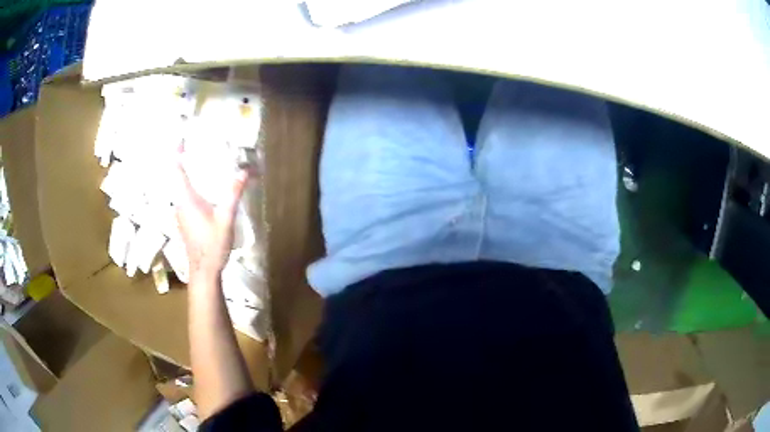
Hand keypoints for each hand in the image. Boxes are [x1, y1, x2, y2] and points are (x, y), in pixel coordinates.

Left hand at [175, 144, 247, 282]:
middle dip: (187, 160)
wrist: (204, 271)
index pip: (177, 170)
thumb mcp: (225, 220)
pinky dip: (194, 187)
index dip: (177, 152)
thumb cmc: (212, 246)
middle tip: (202, 147)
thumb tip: (244, 171)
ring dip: (191, 174)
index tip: (182, 138)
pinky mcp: (185, 220)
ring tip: (206, 164)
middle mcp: (179, 203)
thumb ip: (233, 195)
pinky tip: (207, 189)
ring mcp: (181, 212)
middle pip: (179, 176)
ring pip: (182, 187)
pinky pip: (186, 196)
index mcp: (186, 199)